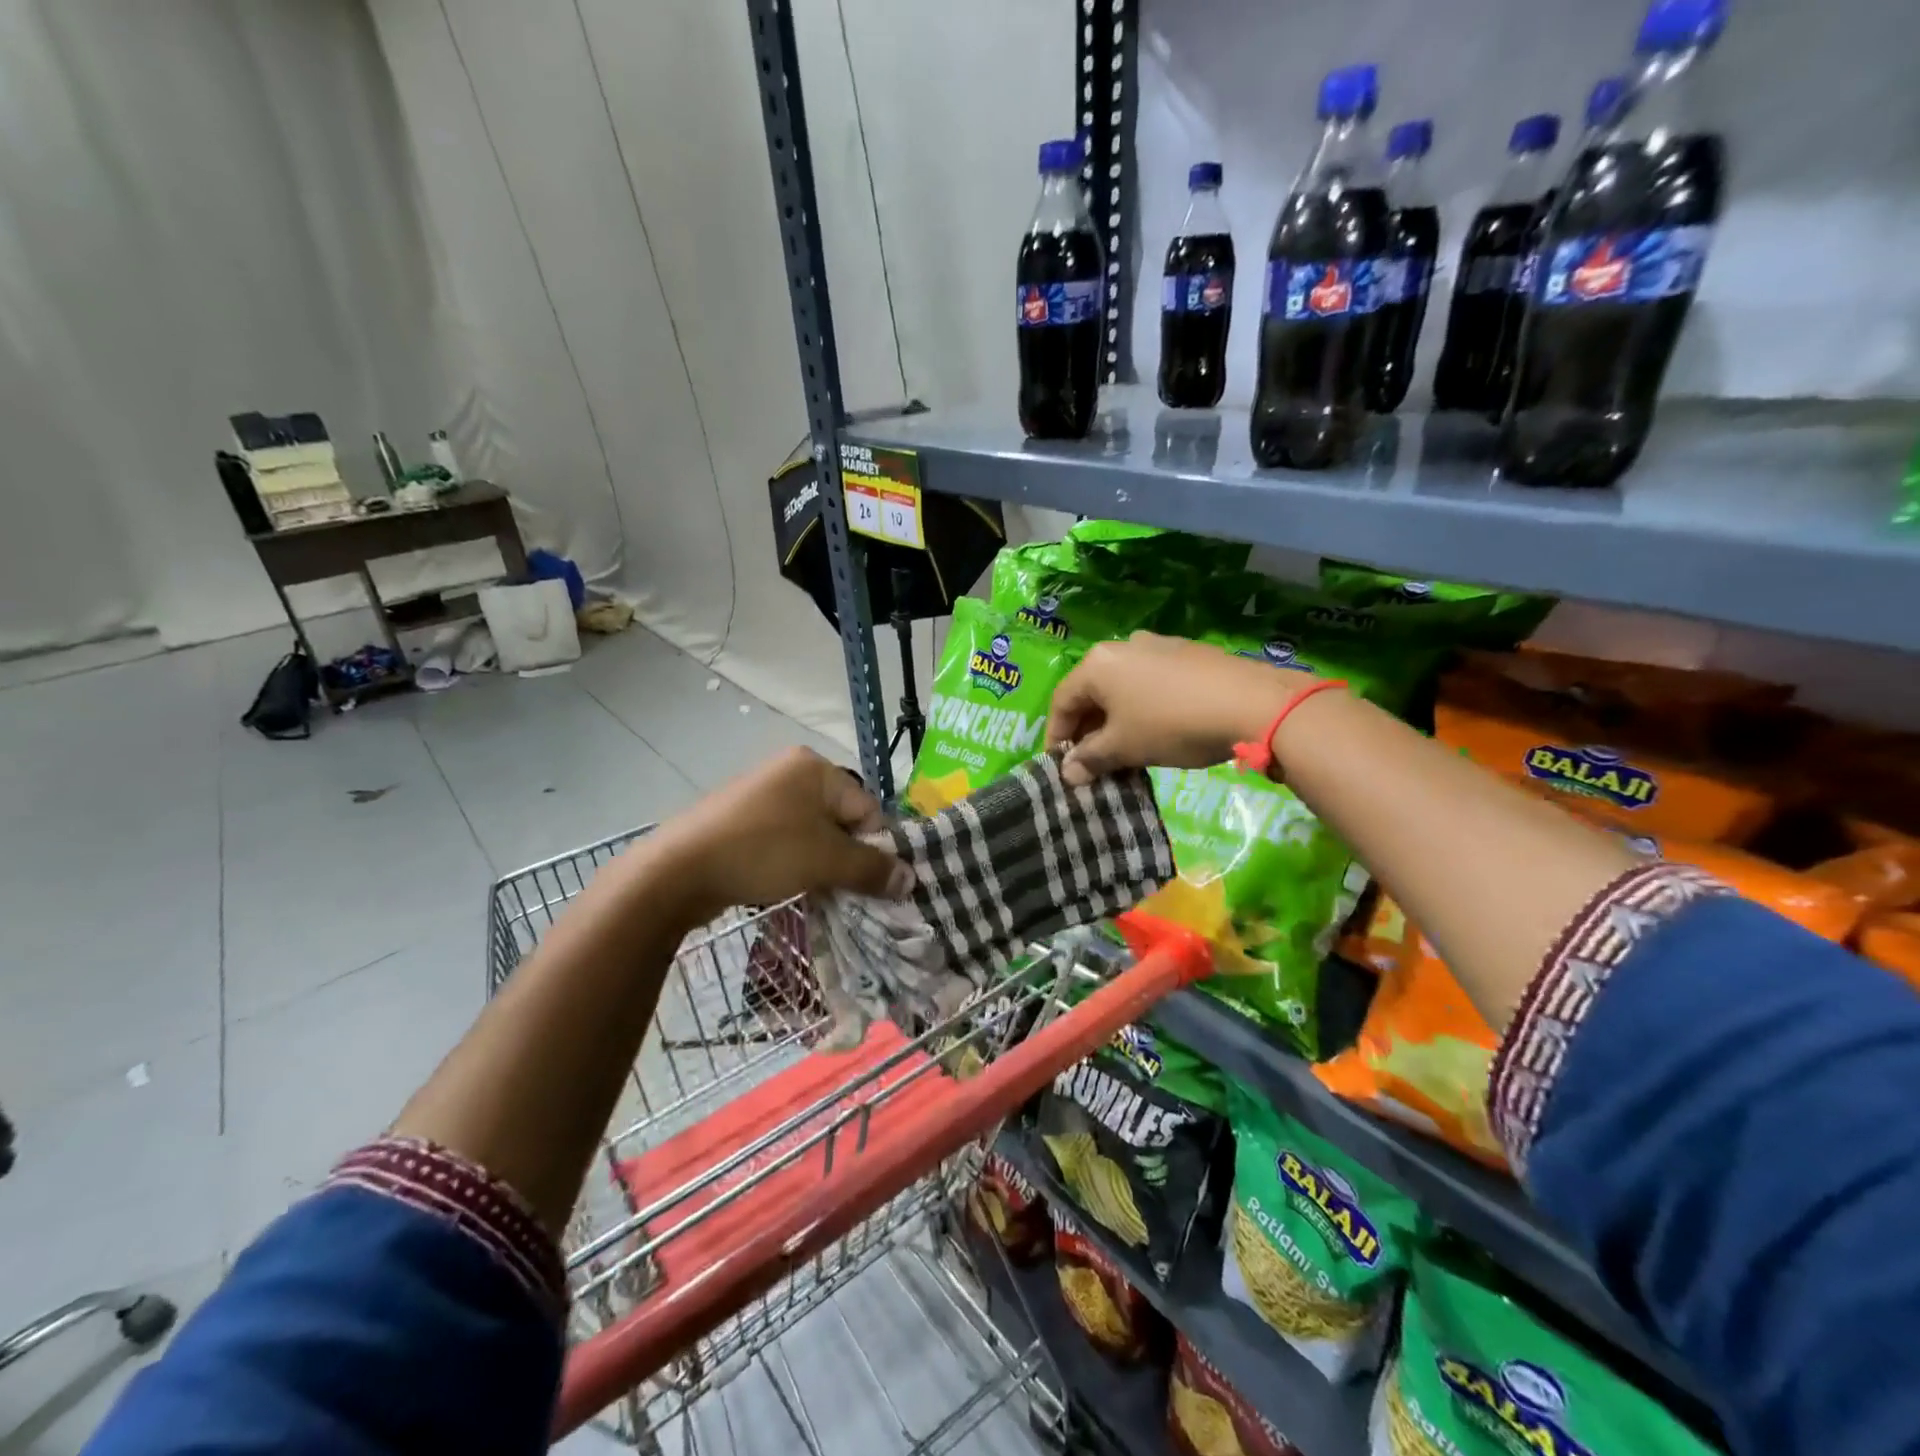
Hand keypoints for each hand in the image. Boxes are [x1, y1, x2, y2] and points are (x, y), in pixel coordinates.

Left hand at [644, 747, 912, 920]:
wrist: (677, 870)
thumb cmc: (763, 852)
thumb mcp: (826, 861)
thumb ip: (872, 869)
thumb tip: (911, 880)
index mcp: (816, 768)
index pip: (867, 808)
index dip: (875, 849)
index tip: (873, 884)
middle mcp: (790, 771)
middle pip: (841, 820)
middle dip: (847, 858)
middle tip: (845, 892)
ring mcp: (762, 794)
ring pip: (812, 833)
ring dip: (821, 865)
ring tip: (815, 892)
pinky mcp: (741, 819)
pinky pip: (785, 840)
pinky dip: (794, 863)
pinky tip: (786, 885)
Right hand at [1047, 633, 1305, 785]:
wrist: (1253, 704)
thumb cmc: (1172, 724)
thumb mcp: (1125, 747)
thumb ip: (1090, 758)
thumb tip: (1068, 773)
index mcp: (1098, 664)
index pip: (1062, 701)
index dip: (1056, 736)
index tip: (1060, 766)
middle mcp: (1123, 646)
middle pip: (1091, 692)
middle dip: (1088, 730)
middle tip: (1091, 763)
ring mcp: (1158, 646)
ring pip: (1122, 688)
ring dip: (1115, 721)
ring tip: (1124, 751)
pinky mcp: (1187, 654)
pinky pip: (1150, 683)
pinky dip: (1142, 708)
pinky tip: (1156, 731)